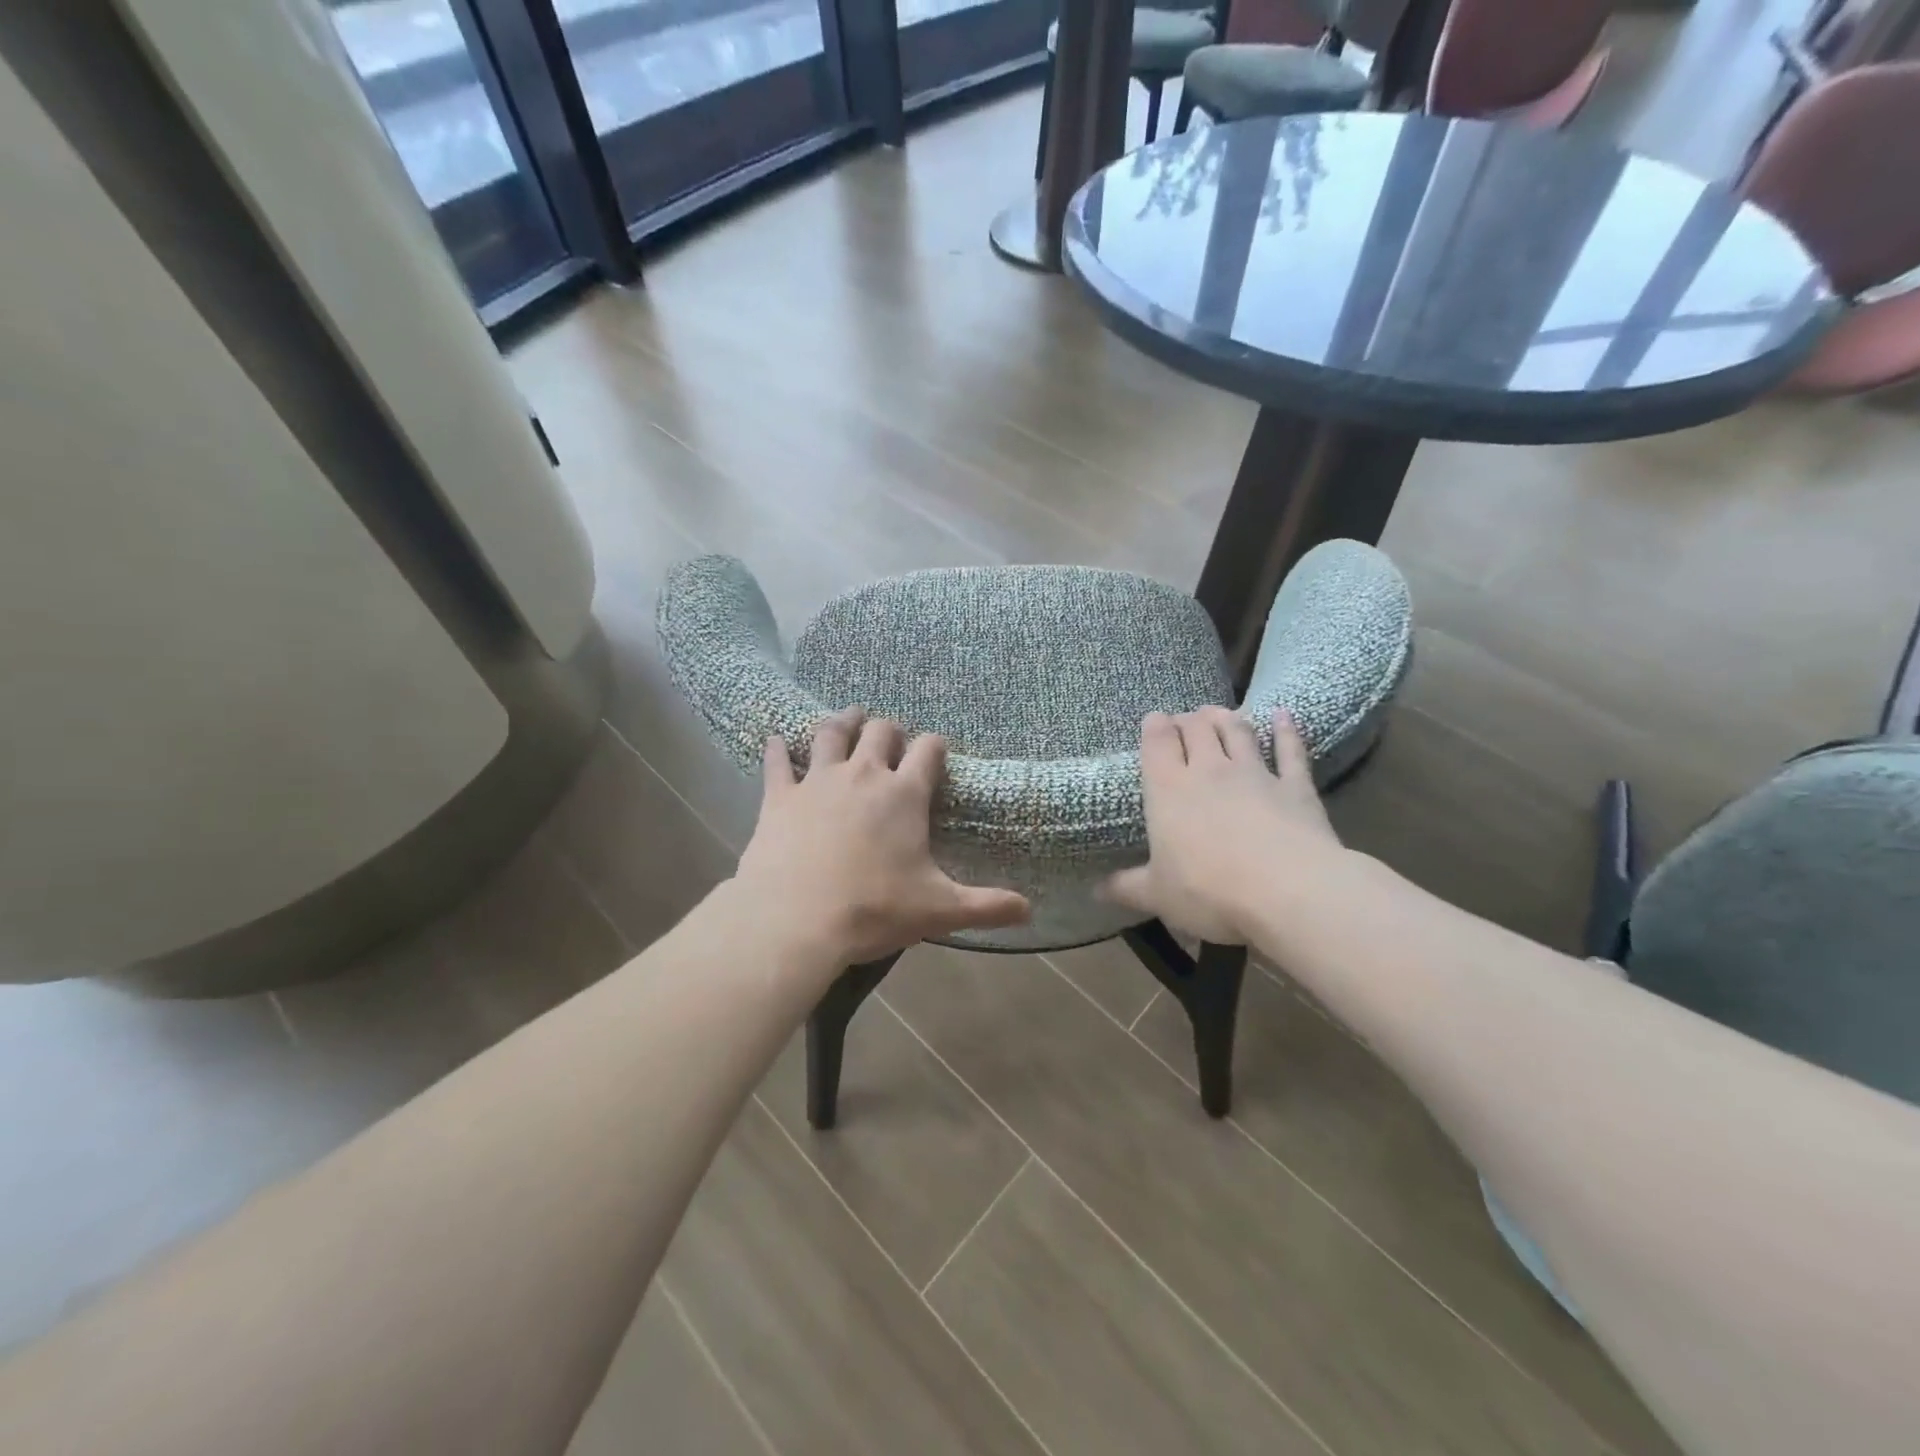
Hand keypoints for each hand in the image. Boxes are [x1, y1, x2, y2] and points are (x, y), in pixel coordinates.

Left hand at [733, 707, 1030, 966]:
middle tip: (891, 739)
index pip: (929, 751)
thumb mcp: (939, 911)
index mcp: (904, 795)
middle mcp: (863, 775)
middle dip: (890, 731)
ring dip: (843, 722)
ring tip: (849, 718)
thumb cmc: (874, 910)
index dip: (936, 746)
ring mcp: (817, 781)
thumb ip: (986, 907)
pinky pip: (777, 761)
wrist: (795, 921)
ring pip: (831, 734)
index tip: (937, 751)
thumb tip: (1029, 911)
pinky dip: (778, 749)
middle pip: (881, 732)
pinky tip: (776, 740)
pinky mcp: (779, 796)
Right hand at [1105, 707, 1342, 944]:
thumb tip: (1096, 890)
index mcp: (1168, 789)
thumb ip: (1127, 887)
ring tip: (1218, 713)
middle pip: (1196, 728)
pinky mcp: (1295, 787)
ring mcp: (1255, 774)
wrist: (1288, 892)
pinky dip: (1286, 731)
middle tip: (1184, 720)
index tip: (1154, 721)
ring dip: (1226, 717)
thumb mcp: (1157, 895)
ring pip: (1238, 731)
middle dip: (1188, 719)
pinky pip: (1290, 751)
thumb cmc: (1209, 891)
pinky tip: (1284, 715)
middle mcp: (1210, 770)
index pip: (1157, 742)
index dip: (1155, 726)